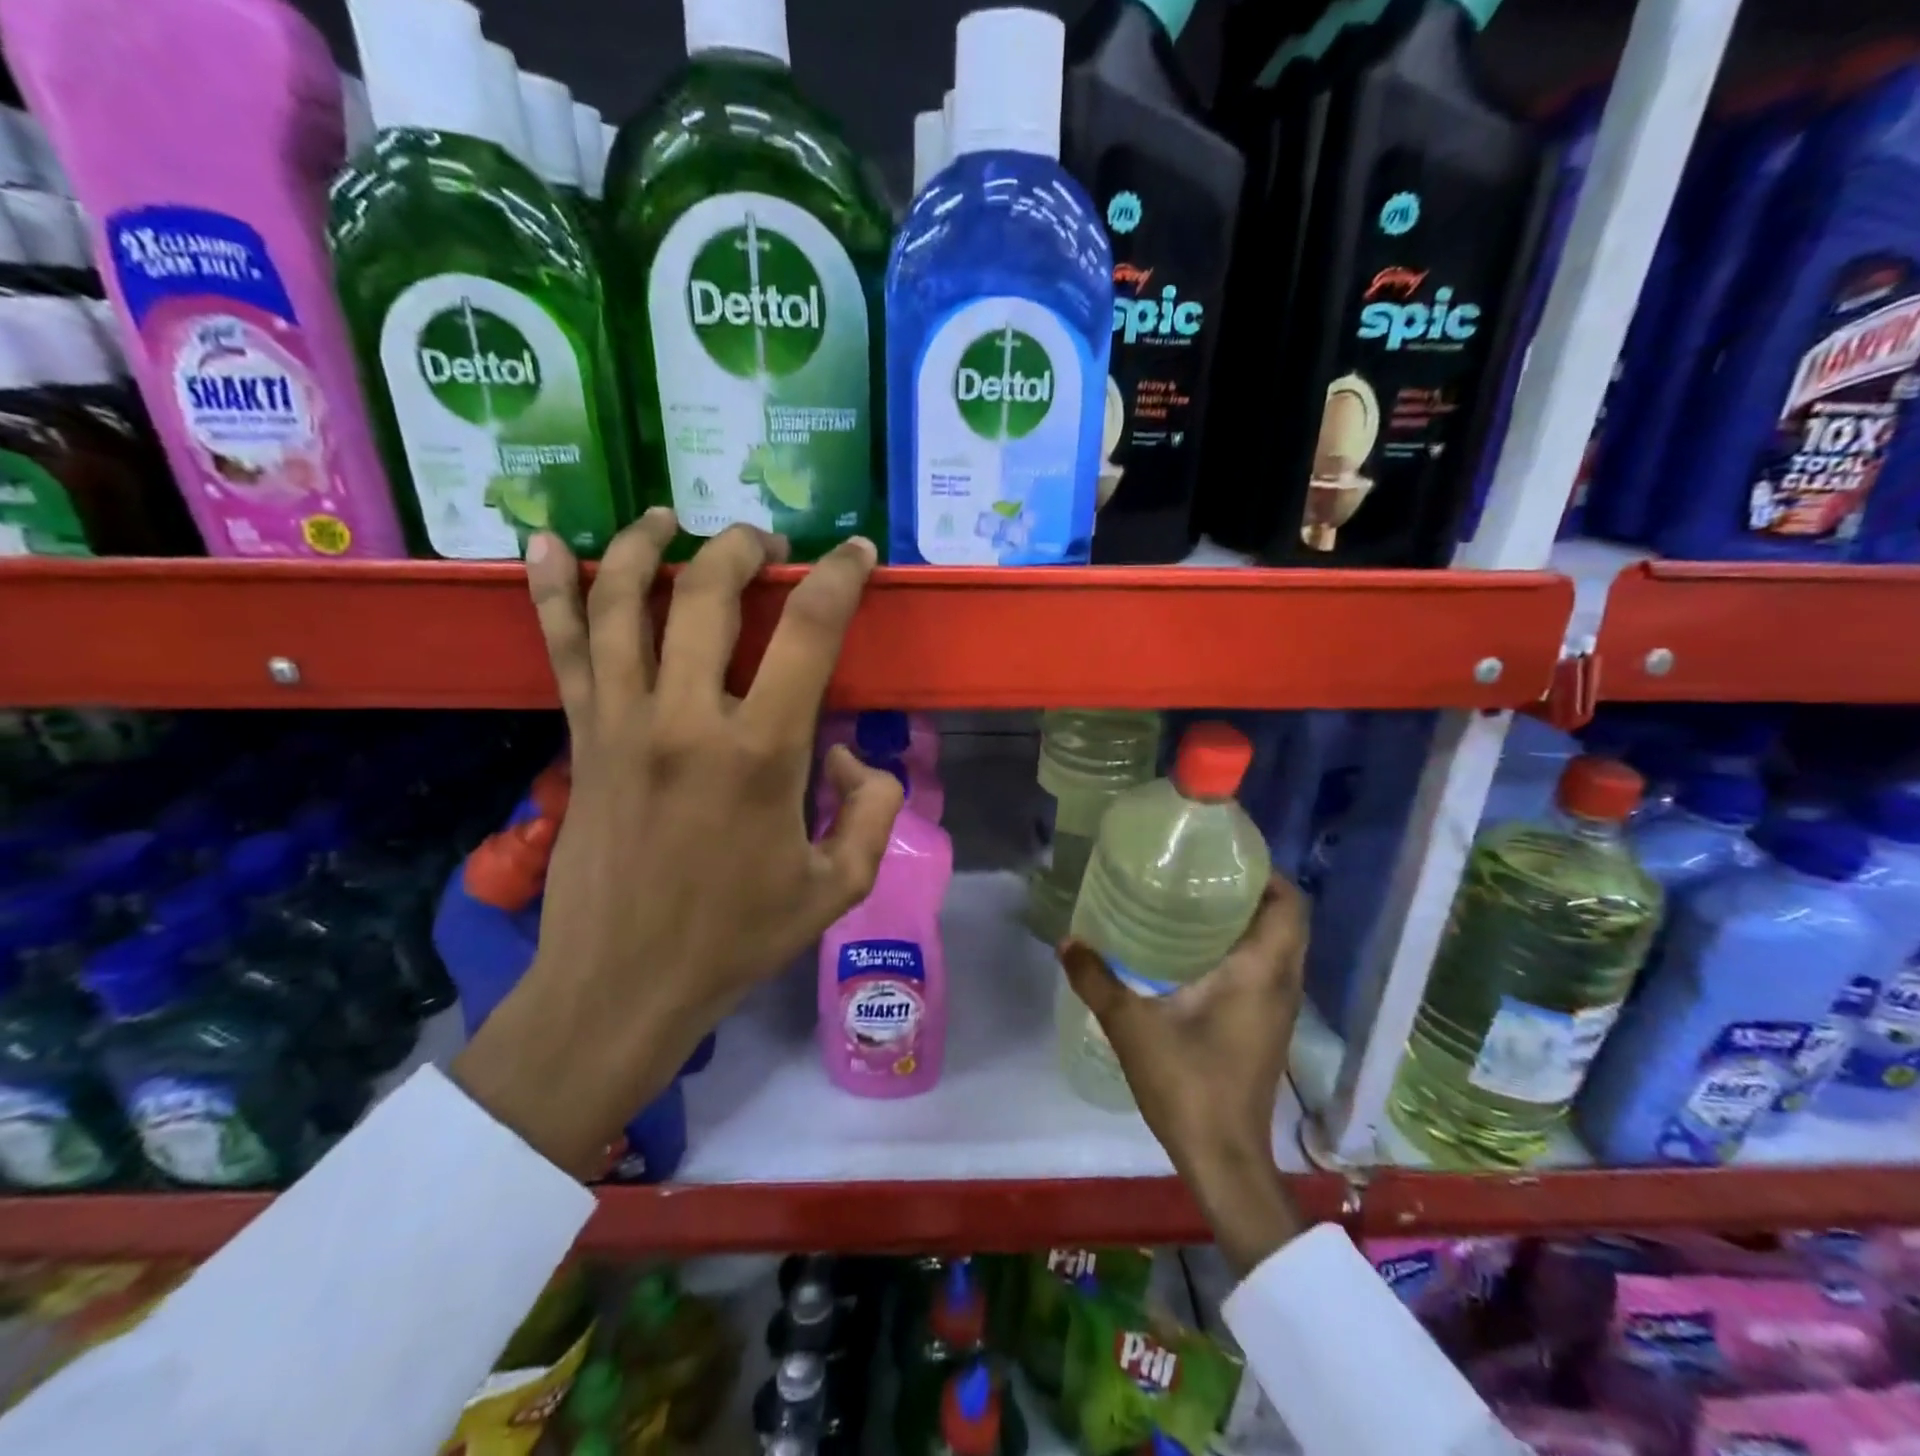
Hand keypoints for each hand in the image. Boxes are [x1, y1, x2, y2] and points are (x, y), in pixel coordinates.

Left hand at [453, 512, 903, 1177]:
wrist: (624, 985)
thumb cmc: (737, 938)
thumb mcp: (839, 885)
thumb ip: (870, 808)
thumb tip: (846, 756)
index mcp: (761, 754)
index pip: (808, 631)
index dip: (840, 577)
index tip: (856, 553)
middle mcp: (686, 719)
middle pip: (707, 593)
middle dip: (744, 548)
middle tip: (767, 544)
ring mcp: (620, 723)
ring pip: (622, 603)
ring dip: (647, 546)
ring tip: (671, 519)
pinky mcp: (580, 738)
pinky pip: (562, 648)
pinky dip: (551, 590)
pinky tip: (545, 542)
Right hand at [1059, 876, 1309, 1272]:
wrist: (1223, 1158)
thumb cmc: (1187, 1083)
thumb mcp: (1131, 1026)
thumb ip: (1097, 979)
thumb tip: (1067, 940)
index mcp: (1261, 971)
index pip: (1289, 904)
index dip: (1266, 873)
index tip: (1225, 857)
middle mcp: (1281, 983)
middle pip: (1286, 920)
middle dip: (1252, 891)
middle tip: (1201, 875)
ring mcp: (1279, 1009)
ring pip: (1279, 947)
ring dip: (1249, 921)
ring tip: (1195, 904)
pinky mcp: (1268, 1028)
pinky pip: (1268, 971)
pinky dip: (1245, 950)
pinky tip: (1196, 954)